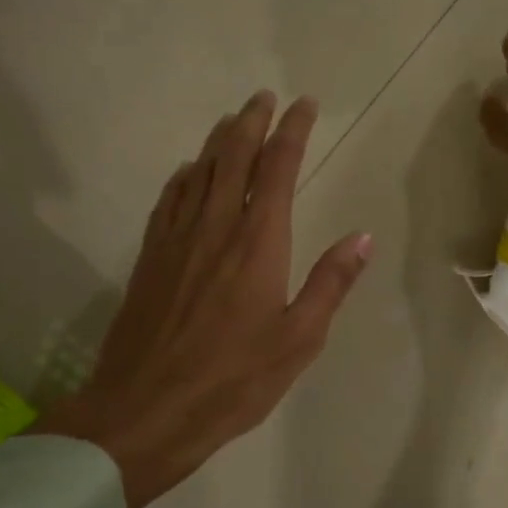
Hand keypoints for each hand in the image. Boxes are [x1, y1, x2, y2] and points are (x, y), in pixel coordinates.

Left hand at [34, 92, 370, 507]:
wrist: (145, 410)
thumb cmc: (234, 379)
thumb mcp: (300, 338)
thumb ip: (330, 283)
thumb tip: (362, 236)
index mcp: (258, 242)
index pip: (278, 169)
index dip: (293, 131)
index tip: (304, 104)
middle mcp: (216, 227)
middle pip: (232, 157)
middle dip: (251, 122)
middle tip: (264, 97)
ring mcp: (176, 240)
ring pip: (197, 172)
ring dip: (217, 140)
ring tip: (232, 120)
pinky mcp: (150, 258)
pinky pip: (169, 200)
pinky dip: (183, 176)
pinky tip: (187, 171)